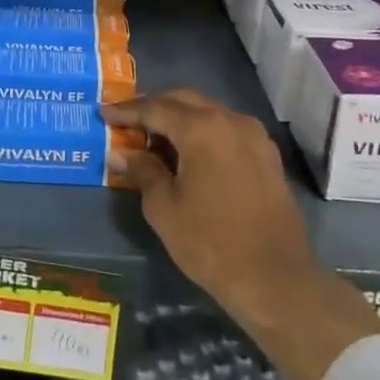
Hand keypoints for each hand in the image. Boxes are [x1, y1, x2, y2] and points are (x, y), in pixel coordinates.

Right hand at [102, 89, 379, 379]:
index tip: (103, 113)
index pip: (155, 108)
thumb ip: (142, 171)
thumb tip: (121, 153)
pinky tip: (187, 152)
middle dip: (153, 106)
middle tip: (127, 120)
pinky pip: (226, 129)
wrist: (276, 280)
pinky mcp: (266, 156)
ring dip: (179, 117)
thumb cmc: (211, 243)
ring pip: (208, 111)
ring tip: (154, 137)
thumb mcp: (164, 208)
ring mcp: (254, 137)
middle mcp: (230, 121)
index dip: (126, 111)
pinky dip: (202, 131)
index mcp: (202, 129)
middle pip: (184, 99)